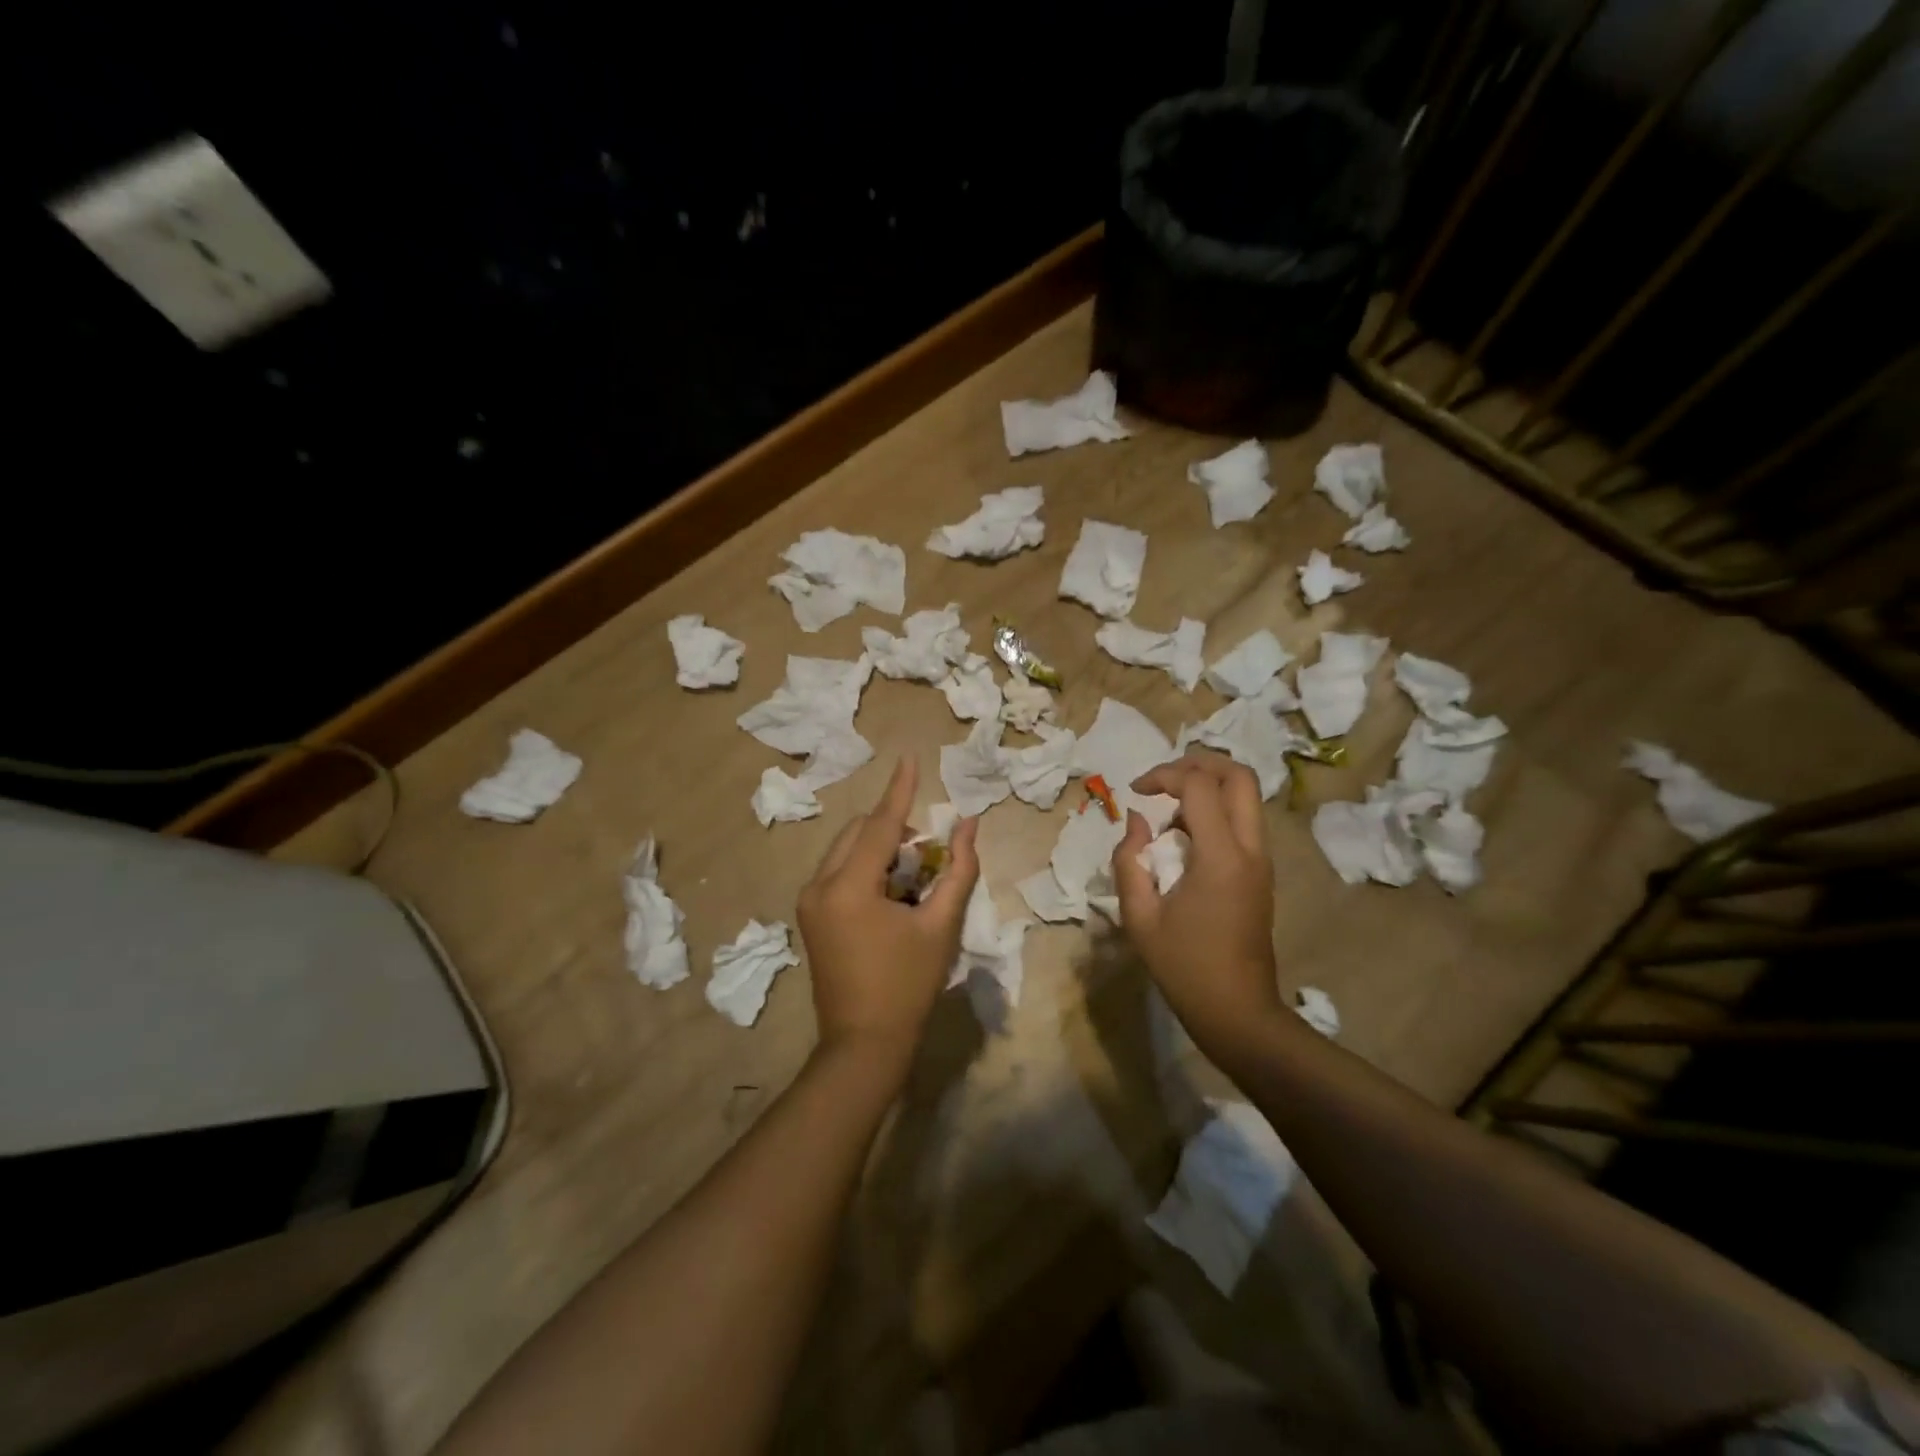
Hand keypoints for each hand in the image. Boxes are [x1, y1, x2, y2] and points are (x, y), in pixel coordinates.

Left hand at [798, 758, 978, 1067]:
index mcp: (848, 886)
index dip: (899, 790)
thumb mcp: (941, 926)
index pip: (879, 824)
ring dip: (880, 848)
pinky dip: (867, 867)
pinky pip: (839, 870)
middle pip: (859, 831)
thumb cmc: (908, 986)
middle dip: (895, 829)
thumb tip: (968, 825)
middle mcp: (819, 885)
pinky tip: (892, 892)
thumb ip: (958, 870)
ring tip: (914, 877)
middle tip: (929, 854)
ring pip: (847, 849)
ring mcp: (809, 901)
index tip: (908, 757)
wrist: (863, 1044)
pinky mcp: (809, 914)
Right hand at [1111, 750, 1282, 1049]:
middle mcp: (1250, 849)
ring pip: (1246, 795)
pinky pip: (1243, 820)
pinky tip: (1184, 836)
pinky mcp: (1262, 872)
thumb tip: (1136, 820)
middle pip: (1238, 775)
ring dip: (1208, 786)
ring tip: (1169, 808)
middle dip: (1198, 762)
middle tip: (1162, 778)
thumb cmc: (1183, 967)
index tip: (1135, 791)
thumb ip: (1129, 860)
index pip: (1198, 785)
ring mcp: (1262, 860)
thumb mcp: (1139, 916)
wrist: (1237, 1011)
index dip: (1163, 775)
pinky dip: (1215, 810)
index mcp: (1220, 857)